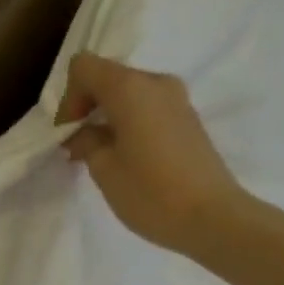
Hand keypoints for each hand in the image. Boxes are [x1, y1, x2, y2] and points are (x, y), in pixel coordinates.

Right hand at [57, 52, 247, 255]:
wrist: (214, 218)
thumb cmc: (151, 193)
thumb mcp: (105, 170)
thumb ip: (86, 141)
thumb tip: (85, 133)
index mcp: (130, 87)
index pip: (84, 66)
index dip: (69, 96)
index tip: (69, 132)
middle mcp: (156, 82)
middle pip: (109, 77)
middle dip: (89, 107)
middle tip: (79, 146)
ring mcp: (178, 99)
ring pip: (131, 94)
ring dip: (110, 116)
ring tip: (103, 154)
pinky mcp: (190, 119)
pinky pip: (150, 108)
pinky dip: (132, 123)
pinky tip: (130, 157)